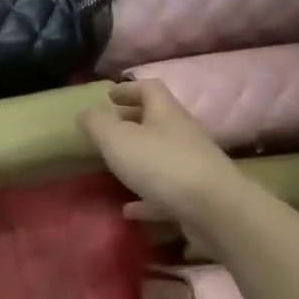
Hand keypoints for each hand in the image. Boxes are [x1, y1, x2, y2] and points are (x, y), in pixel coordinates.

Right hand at [80, 80, 240, 227]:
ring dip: (140, 159)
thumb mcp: (117, 139)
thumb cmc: (160, 164)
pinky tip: (128, 210)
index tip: (109, 96)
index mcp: (166, 112)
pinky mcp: (195, 195)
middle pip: (158, 120)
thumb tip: (85, 113)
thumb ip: (97, 124)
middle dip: (133, 122)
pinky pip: (165, 192)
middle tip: (110, 129)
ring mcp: (192, 165)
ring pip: (162, 156)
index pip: (149, 89)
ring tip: (116, 168)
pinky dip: (146, 197)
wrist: (213, 208)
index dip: (128, 89)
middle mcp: (182, 133)